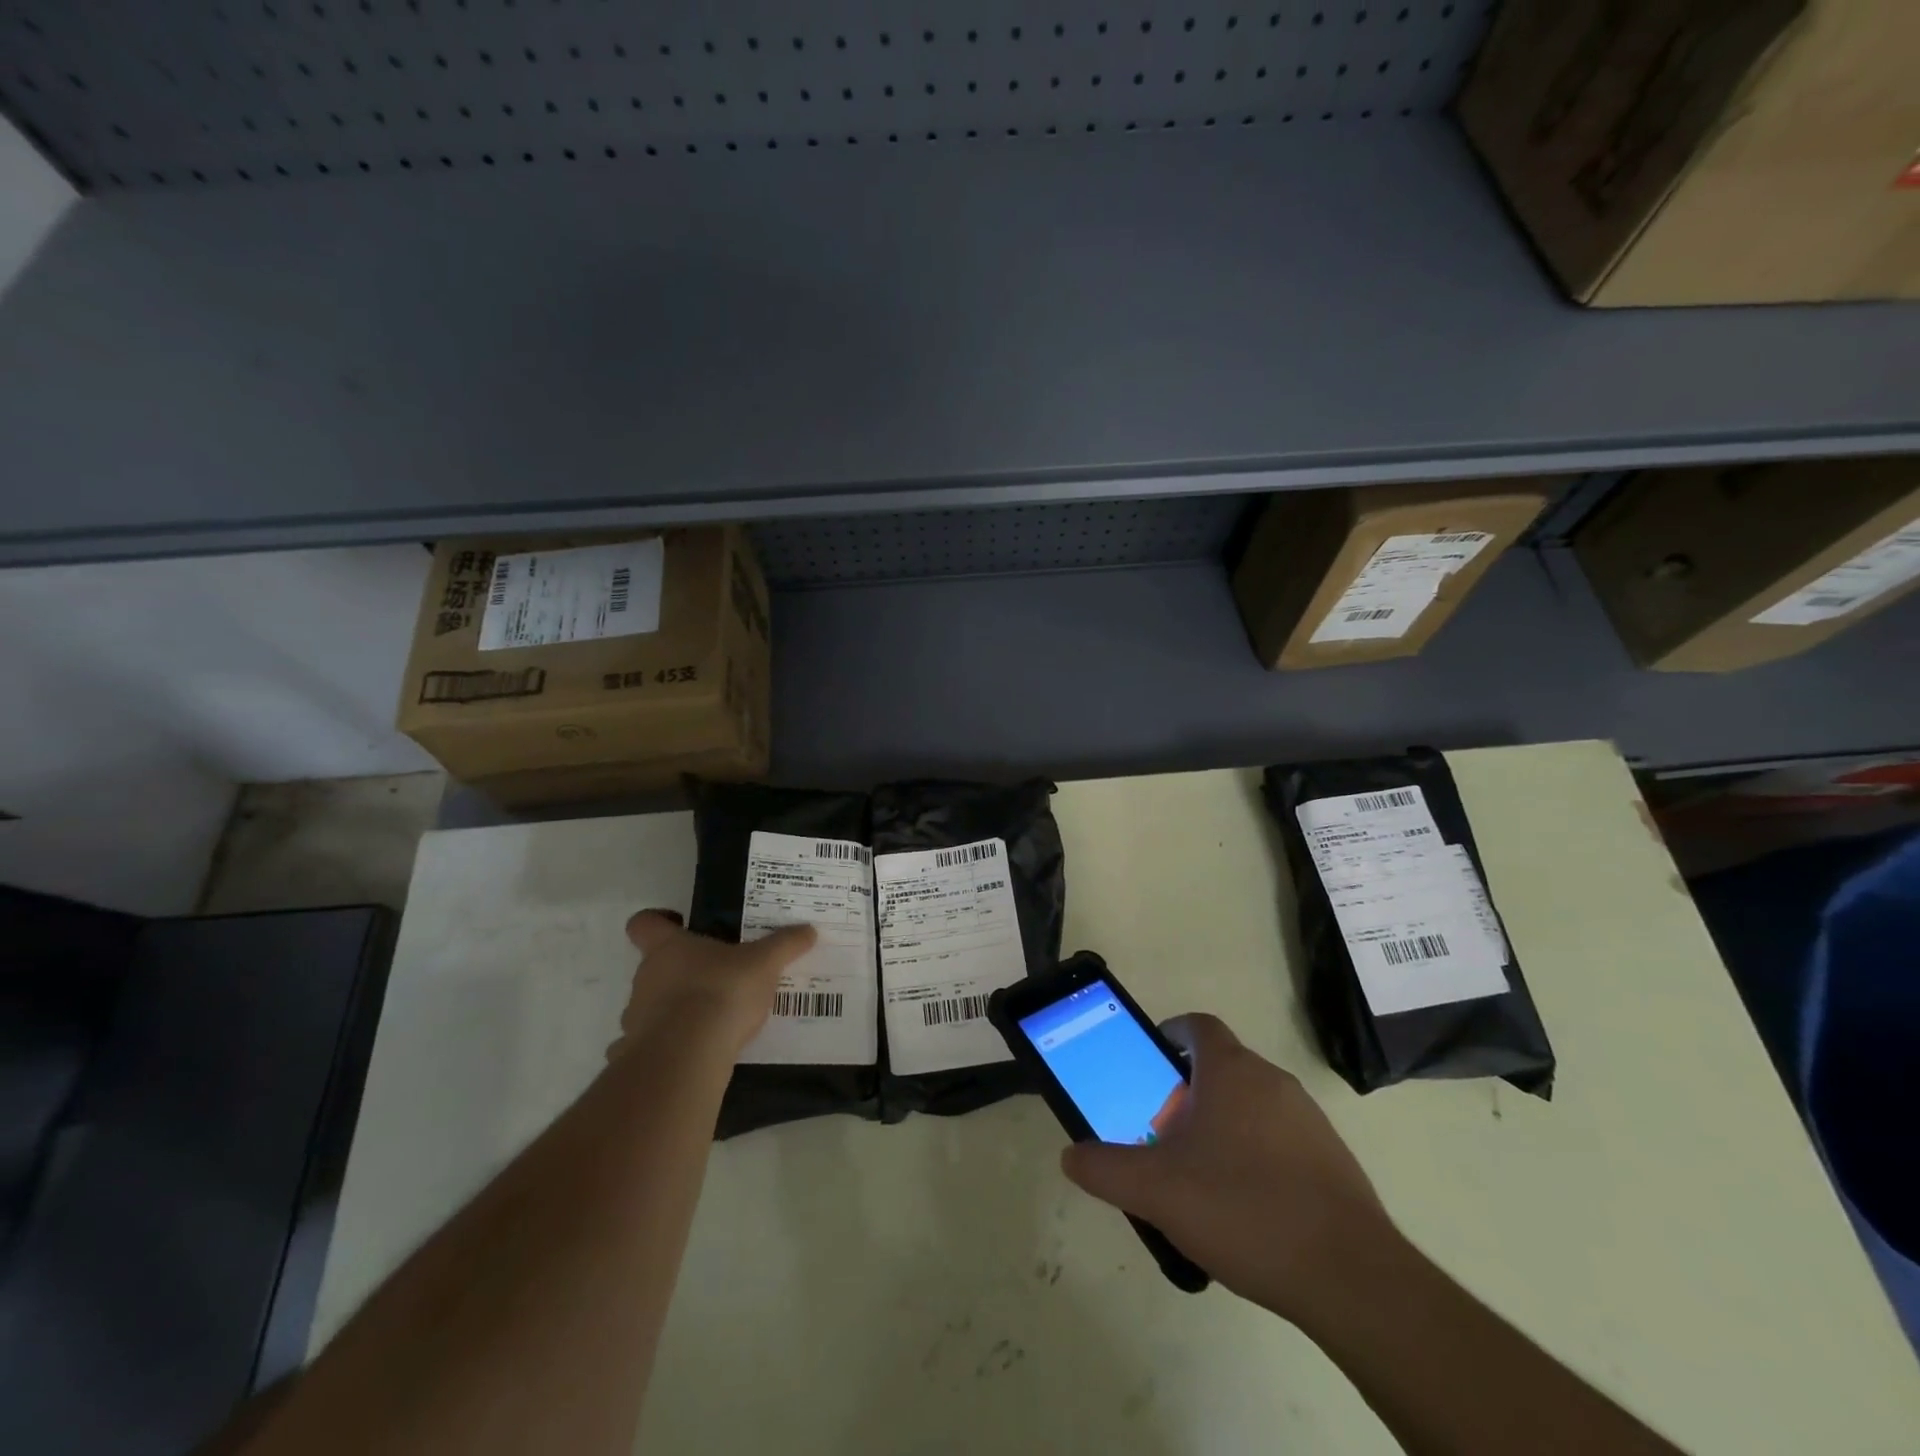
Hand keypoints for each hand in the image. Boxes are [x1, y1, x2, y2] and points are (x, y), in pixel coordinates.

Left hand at [611, 910, 817, 1059]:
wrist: (687, 1056)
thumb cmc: (720, 992)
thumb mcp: (764, 964)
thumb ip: (785, 945)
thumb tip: (809, 930)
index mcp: (668, 948)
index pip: (644, 923)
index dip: (656, 920)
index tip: (679, 923)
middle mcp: (646, 978)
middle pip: (655, 966)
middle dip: (683, 970)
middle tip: (719, 975)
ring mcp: (637, 1018)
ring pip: (654, 1006)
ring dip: (678, 1009)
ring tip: (716, 1018)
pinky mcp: (639, 1053)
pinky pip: (654, 1045)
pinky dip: (672, 1044)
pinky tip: (700, 1050)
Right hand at [1061, 1012, 1395, 1321]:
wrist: (1350, 1277)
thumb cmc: (1243, 1209)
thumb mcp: (1156, 1190)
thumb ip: (1105, 1169)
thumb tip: (1071, 1156)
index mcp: (1231, 1071)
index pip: (1197, 1026)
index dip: (1169, 1035)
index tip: (1150, 1065)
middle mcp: (1272, 1081)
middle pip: (1221, 1067)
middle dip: (1188, 1090)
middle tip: (1162, 1132)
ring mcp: (1309, 1119)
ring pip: (1252, 1104)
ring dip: (1222, 1124)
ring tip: (1199, 1176)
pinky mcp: (1333, 1160)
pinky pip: (1281, 1139)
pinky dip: (1256, 1155)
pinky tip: (1244, 1208)